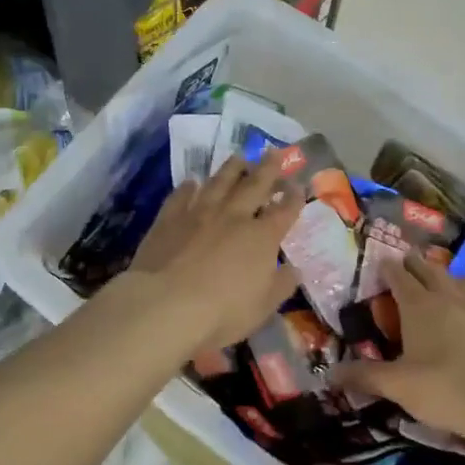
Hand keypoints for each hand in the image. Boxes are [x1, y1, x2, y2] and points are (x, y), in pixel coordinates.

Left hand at [125, 151, 300, 353]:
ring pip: (219, 182)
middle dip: (268, 168)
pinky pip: (182, 196)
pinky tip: (192, 181)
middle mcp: (233, 216)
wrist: (166, 305)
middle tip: (274, 152)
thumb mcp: (263, 307)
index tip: (298, 185)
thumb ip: (281, 284)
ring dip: (232, 168)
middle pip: (254, 185)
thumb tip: (294, 268)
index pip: (284, 210)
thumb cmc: (222, 312)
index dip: (294, 197)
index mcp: (262, 237)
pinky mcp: (169, 219)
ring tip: (239, 157)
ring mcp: (199, 213)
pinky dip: (189, 187)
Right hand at [332, 254, 464, 448]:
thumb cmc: (443, 389)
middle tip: (405, 261)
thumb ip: (364, 376)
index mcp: (418, 306)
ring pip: (458, 280)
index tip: (381, 260)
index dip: (388, 267)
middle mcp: (447, 299)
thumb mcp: (397, 385)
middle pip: (429, 270)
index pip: (399, 276)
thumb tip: (329, 374)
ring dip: (445, 275)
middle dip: (415, 264)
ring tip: (439, 280)